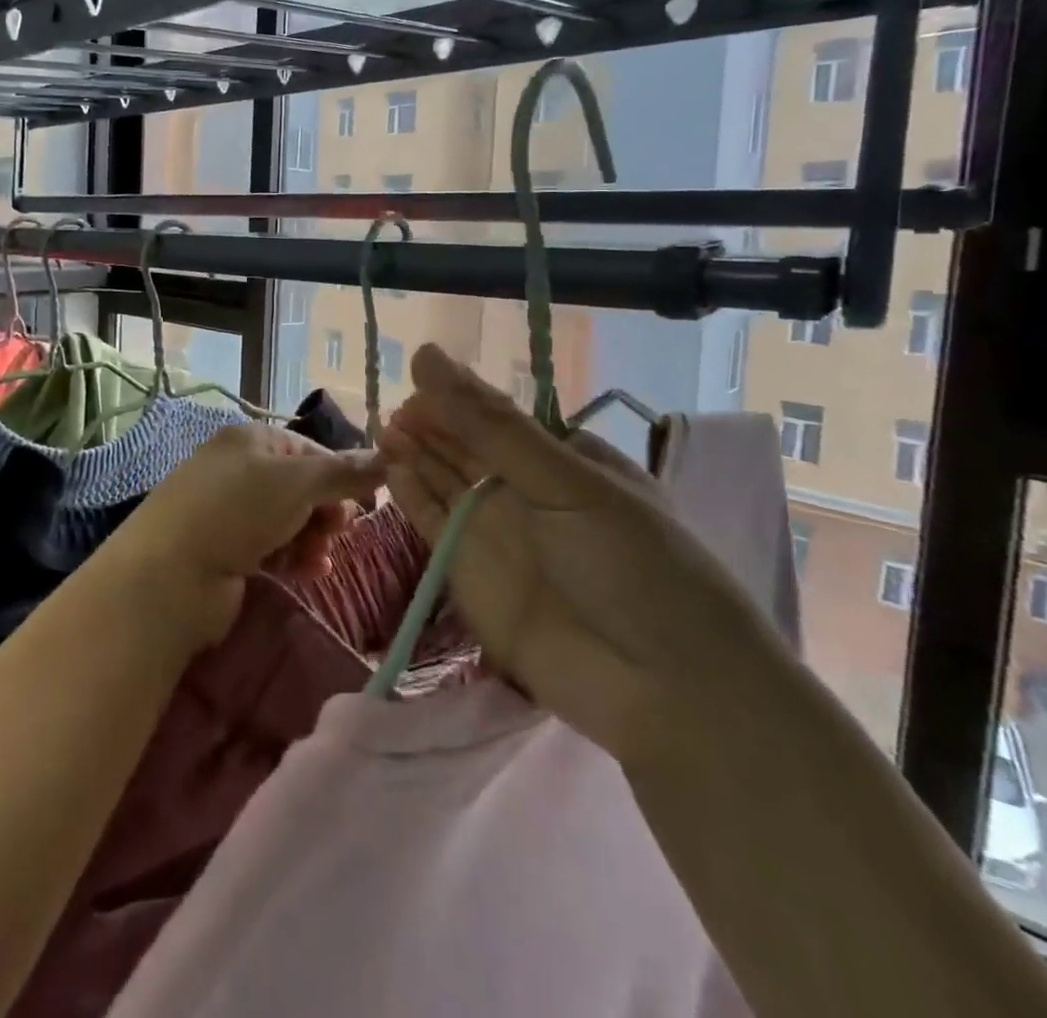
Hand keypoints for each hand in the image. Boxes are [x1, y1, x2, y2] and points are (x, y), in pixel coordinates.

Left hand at [104, 423, 383, 653]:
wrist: (169, 575)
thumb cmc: (236, 511)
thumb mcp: (297, 482)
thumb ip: (344, 472)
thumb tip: (388, 457)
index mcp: (251, 439)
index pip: (310, 450)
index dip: (340, 474)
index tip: (362, 503)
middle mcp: (239, 469)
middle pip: (301, 487)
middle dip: (326, 511)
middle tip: (337, 532)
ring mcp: (229, 511)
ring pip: (290, 520)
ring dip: (312, 538)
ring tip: (319, 559)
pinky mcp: (225, 549)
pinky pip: (272, 547)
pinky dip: (293, 557)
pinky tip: (308, 572)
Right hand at [380, 344, 784, 769]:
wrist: (662, 690)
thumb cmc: (632, 565)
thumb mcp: (567, 482)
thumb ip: (491, 425)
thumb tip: (428, 355)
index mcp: (566, 460)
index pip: (499, 417)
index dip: (459, 396)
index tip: (419, 373)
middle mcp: (528, 492)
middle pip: (467, 446)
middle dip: (432, 422)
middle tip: (395, 405)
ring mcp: (496, 532)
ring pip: (443, 480)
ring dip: (414, 453)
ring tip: (383, 427)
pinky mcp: (468, 571)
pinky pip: (431, 523)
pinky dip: (409, 495)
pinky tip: (389, 467)